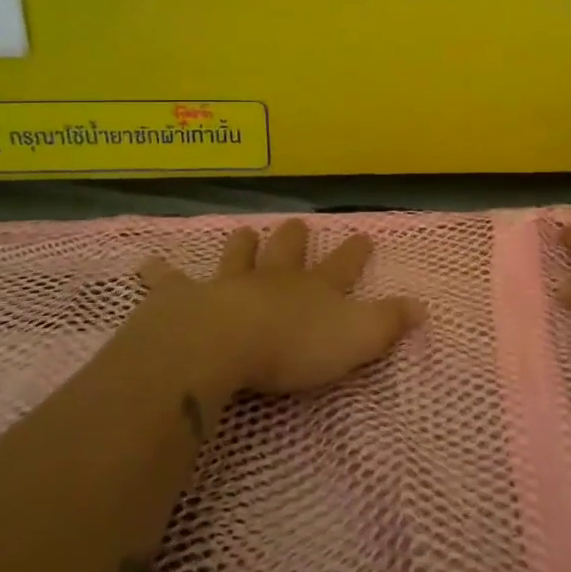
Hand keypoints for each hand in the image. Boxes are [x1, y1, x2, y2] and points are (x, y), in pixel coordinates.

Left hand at [137, 219, 425, 393]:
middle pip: (287, 252)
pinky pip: (168, 282)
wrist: (222, 344)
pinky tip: (146, 265)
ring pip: (237, 256)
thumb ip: (389, 323)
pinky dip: (159, 273)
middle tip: (295, 224)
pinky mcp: (183, 298)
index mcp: (313, 290)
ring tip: (243, 232)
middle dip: (294, 239)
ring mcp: (227, 284)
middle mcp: (273, 280)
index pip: (342, 267)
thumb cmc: (293, 347)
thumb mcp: (357, 339)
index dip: (354, 253)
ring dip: (241, 246)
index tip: (364, 235)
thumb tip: (423, 306)